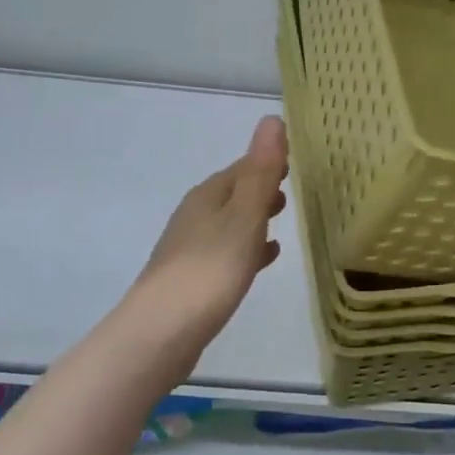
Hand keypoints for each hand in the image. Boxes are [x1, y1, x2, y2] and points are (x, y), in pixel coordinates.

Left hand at [126, 116, 289, 360]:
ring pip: (229, 222)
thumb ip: (261, 171)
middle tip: (291, 188)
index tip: (294, 159)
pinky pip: (226, 251)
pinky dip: (247, 247)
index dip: (267, 162)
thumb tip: (271, 119)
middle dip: (260, 188)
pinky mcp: (191, 279)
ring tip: (282, 217)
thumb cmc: (209, 270)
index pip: (242, 167)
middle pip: (233, 193)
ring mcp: (190, 248)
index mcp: (208, 196)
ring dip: (254, 217)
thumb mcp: (244, 216)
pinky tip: (264, 258)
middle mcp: (195, 215)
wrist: (159, 335)